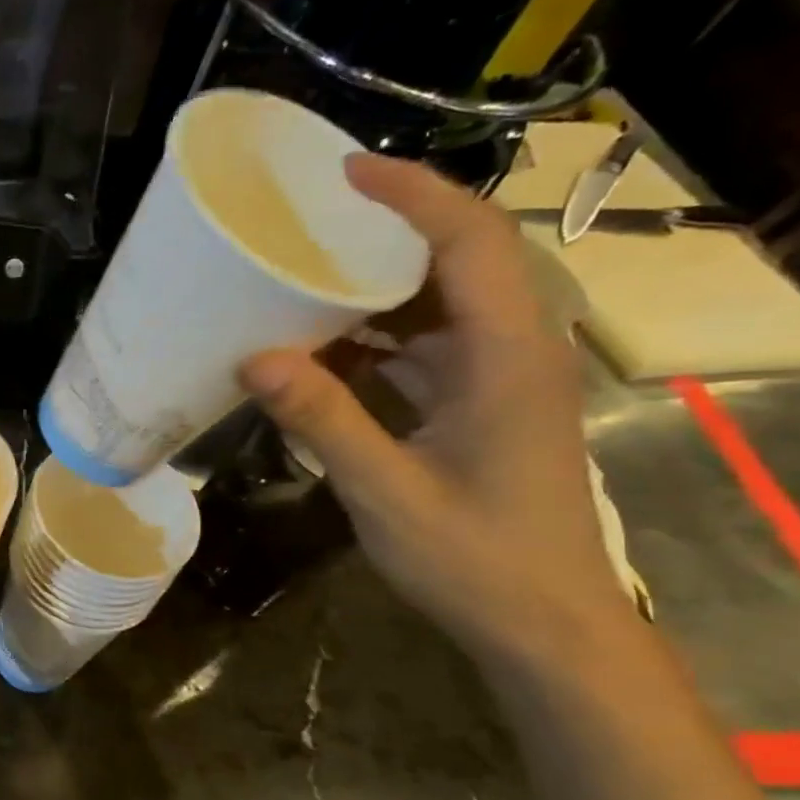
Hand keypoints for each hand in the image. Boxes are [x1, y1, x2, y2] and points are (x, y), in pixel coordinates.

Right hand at [239, 154, 632, 662]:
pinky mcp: (482, 408)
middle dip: (389, 232)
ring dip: (377, 291)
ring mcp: (499, 381)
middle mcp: (513, 352)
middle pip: (461, 260)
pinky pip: (428, 351)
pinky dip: (378, 342)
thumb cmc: (475, 559)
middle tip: (311, 224)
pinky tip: (324, 354)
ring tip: (305, 280)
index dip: (414, 195)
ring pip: (441, 307)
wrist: (544, 625)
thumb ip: (324, 420)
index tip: (346, 174)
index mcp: (506, 357)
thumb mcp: (387, 491)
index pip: (470, 242)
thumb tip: (254, 359)